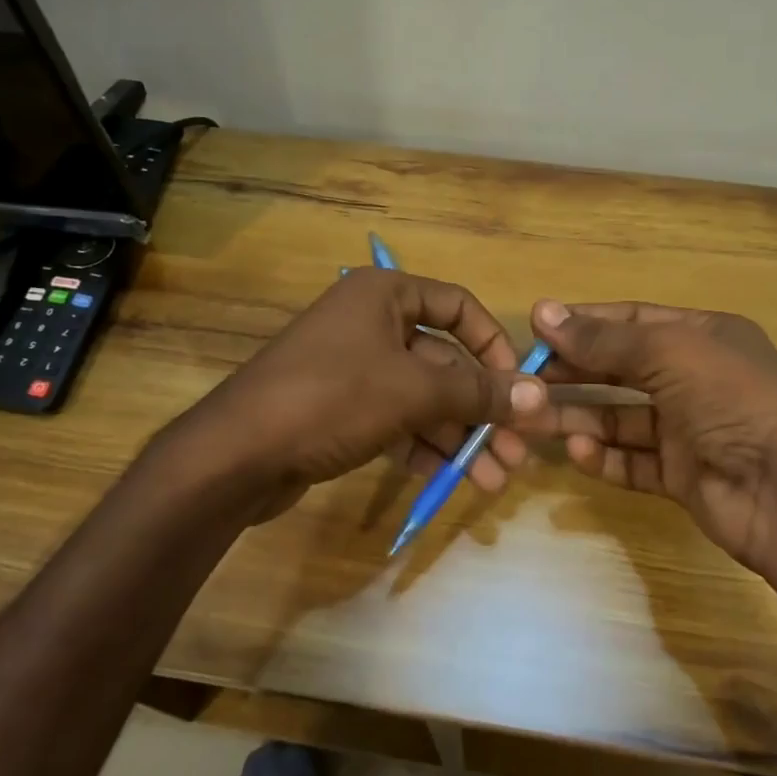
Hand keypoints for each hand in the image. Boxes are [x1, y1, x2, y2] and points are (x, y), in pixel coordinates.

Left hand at [174, 269, 547, 521]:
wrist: (235, 454)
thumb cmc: (331, 399)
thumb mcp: (412, 392)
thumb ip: (478, 394)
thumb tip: (541, 396)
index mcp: (384, 295)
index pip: (459, 307)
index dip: (495, 346)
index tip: (519, 388)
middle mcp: (370, 323)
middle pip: (444, 362)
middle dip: (481, 410)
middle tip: (514, 453)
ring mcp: (352, 368)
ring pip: (421, 398)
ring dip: (457, 437)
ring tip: (491, 480)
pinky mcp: (339, 410)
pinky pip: (395, 421)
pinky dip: (422, 447)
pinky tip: (446, 479)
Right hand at [521, 299, 776, 572]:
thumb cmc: (732, 398)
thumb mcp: (668, 352)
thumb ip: (604, 339)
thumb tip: (542, 312)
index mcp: (701, 337)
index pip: (631, 320)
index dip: (583, 323)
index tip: (535, 330)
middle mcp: (694, 379)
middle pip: (619, 369)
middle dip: (573, 372)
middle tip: (523, 378)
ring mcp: (689, 431)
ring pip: (619, 418)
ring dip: (577, 416)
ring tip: (532, 419)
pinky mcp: (682, 477)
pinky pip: (633, 462)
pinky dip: (604, 458)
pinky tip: (578, 452)